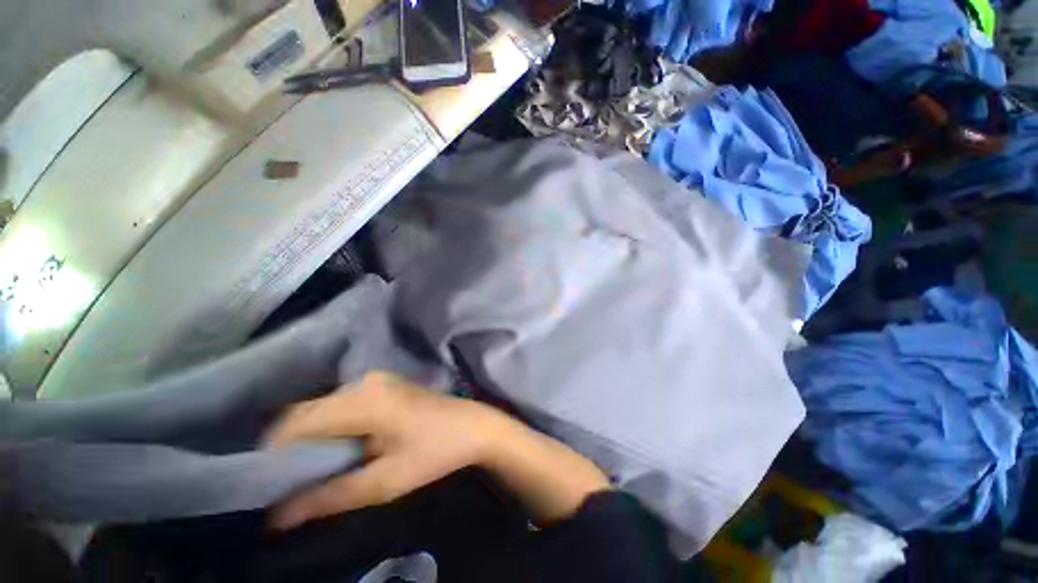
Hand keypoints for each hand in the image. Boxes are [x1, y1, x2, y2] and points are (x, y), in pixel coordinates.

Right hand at [265, 371, 609, 529]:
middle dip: (290, 446)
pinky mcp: (384, 384)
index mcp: (363, 401)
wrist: (473, 426)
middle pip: (307, 412)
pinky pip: (342, 404)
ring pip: (323, 407)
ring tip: (313, 469)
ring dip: (311, 437)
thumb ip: (327, 497)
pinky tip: (341, 448)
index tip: (265, 483)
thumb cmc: (434, 453)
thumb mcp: (383, 482)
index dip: (272, 451)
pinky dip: (331, 426)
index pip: (295, 420)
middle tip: (287, 483)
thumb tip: (274, 516)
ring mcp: (376, 379)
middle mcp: (364, 382)